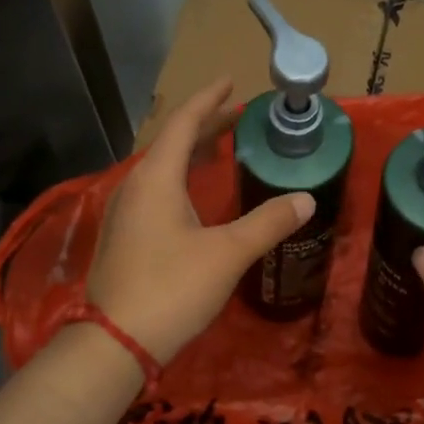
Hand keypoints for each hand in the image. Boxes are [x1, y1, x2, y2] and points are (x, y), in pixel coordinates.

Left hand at [88, 78, 315, 362]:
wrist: (117, 342)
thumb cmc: (172, 289)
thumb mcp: (227, 253)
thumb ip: (268, 222)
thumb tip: (306, 198)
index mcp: (156, 179)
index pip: (182, 124)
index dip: (208, 100)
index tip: (230, 81)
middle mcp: (135, 187)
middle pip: (170, 142)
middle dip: (204, 124)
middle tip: (236, 114)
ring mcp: (126, 213)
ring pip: (161, 168)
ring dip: (190, 152)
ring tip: (220, 147)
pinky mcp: (126, 236)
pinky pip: (156, 190)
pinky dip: (181, 178)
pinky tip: (196, 195)